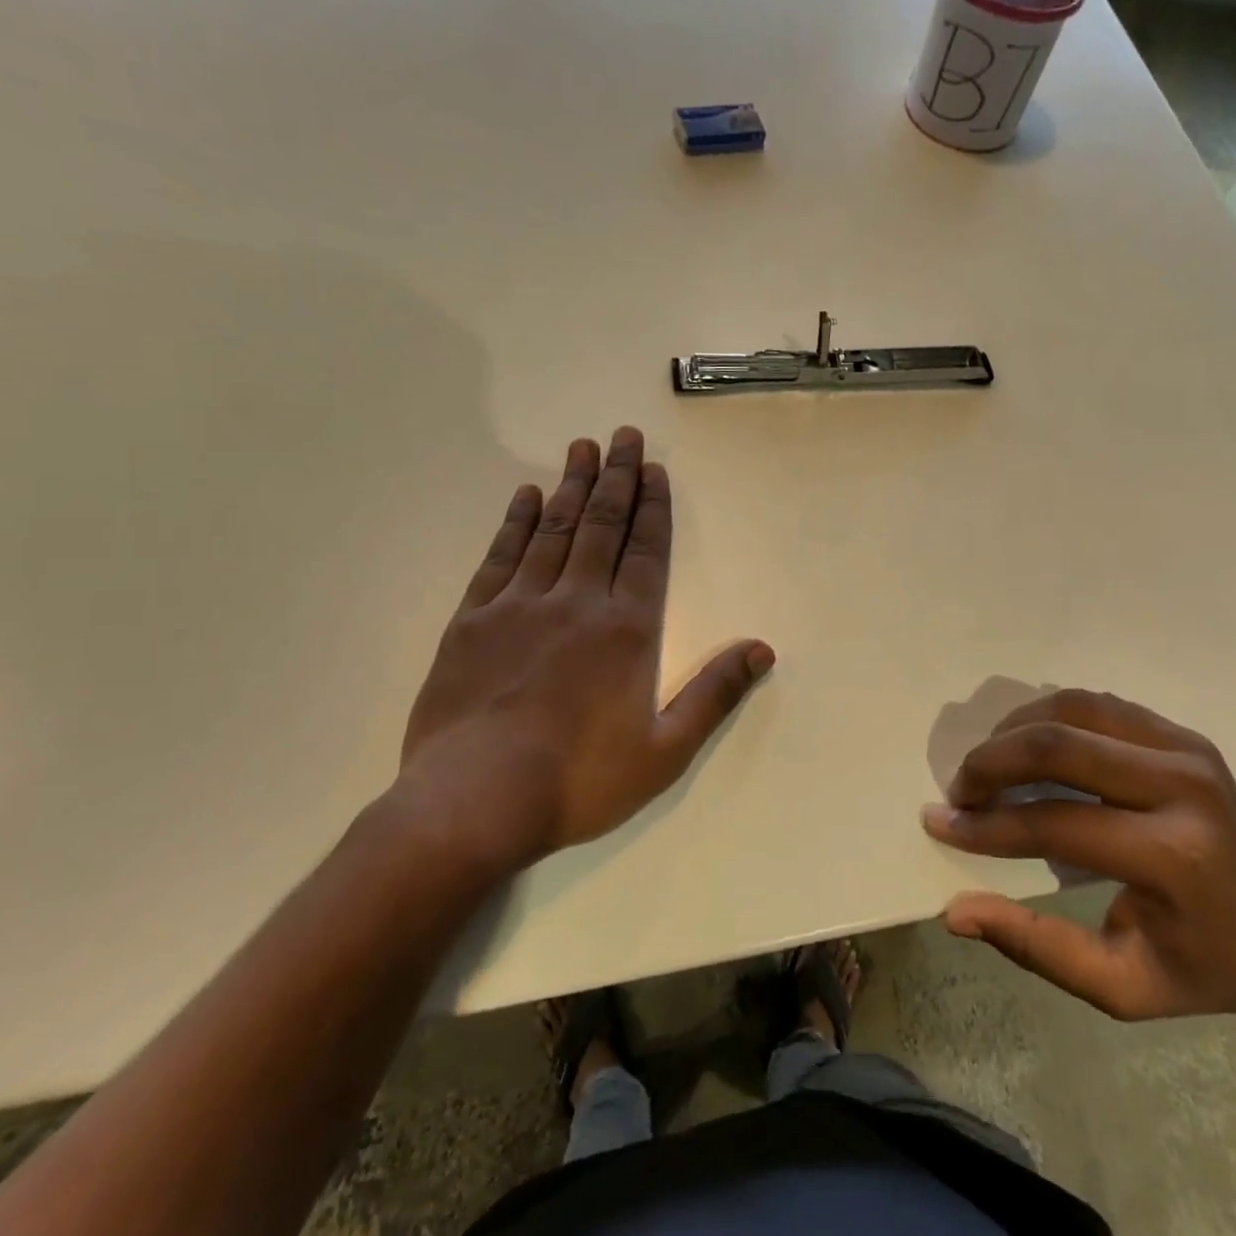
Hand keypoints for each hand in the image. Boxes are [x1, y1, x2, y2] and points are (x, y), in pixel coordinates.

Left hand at [392, 428, 772, 870]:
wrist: (474, 800)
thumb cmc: (579, 781)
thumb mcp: (665, 750)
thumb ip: (714, 694)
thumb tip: (762, 649)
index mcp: (627, 631)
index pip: (646, 553)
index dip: (653, 509)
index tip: (654, 470)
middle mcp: (577, 603)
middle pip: (602, 527)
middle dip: (616, 479)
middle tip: (622, 436)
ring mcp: (520, 606)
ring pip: (554, 531)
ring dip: (571, 487)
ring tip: (582, 448)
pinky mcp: (472, 621)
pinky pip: (501, 558)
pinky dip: (516, 523)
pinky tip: (526, 497)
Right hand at [920, 690, 1235, 1023]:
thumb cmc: (1202, 968)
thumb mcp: (1121, 988)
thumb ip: (1036, 948)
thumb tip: (956, 911)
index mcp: (1174, 857)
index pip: (1054, 822)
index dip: (986, 825)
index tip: (939, 822)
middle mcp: (1183, 786)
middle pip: (1058, 743)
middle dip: (991, 761)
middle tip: (959, 790)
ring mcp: (1187, 748)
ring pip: (1072, 706)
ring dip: (1014, 729)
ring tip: (987, 765)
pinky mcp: (1183, 733)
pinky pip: (1097, 705)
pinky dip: (1049, 716)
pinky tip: (1027, 746)